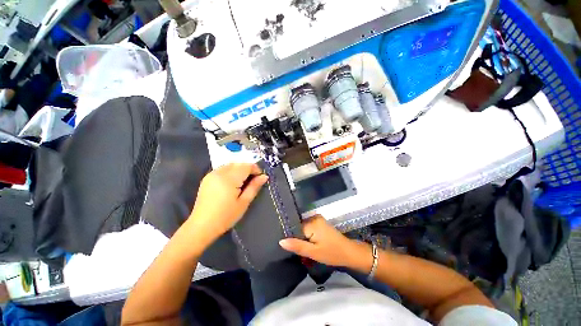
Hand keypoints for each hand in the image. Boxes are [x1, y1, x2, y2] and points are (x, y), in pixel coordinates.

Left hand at [189, 163, 267, 241]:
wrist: (201, 226)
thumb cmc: (226, 216)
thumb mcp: (244, 202)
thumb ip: (254, 187)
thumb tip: (264, 176)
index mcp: (229, 179)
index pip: (246, 166)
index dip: (255, 169)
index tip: (260, 177)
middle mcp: (219, 173)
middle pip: (238, 164)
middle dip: (248, 169)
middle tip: (253, 180)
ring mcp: (212, 174)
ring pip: (230, 165)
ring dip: (239, 169)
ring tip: (243, 182)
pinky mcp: (207, 178)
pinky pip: (223, 169)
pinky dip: (231, 171)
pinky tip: (232, 182)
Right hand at [279, 215, 368, 268]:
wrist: (349, 252)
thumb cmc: (332, 253)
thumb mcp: (313, 252)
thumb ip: (297, 246)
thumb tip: (281, 241)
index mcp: (312, 222)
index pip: (294, 227)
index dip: (290, 235)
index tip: (285, 244)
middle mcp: (313, 217)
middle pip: (298, 226)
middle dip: (294, 236)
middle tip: (290, 247)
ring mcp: (317, 219)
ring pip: (302, 227)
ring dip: (300, 236)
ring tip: (296, 246)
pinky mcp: (320, 223)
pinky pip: (308, 227)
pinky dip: (305, 235)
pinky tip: (304, 242)